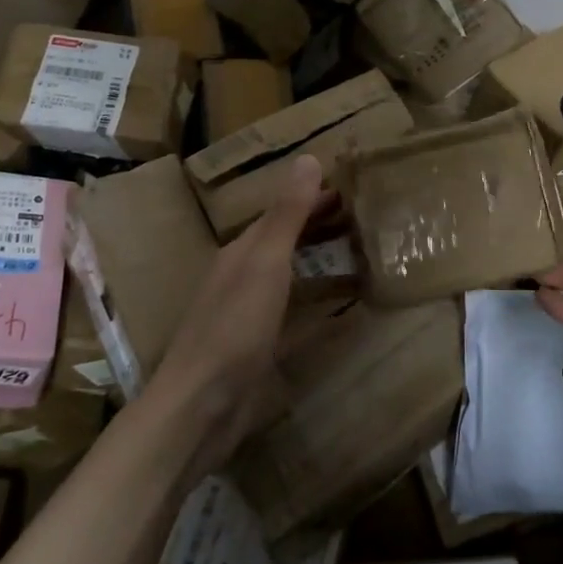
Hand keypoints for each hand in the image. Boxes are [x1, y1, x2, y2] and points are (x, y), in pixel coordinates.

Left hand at [144, 155, 326, 477]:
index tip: (350, 188)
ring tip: (356, 254)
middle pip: (283, 242)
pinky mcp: (258, 348)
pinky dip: (315, 304)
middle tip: (361, 217)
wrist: (201, 405)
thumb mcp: (265, 264)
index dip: (312, 198)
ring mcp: (248, 315)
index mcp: (241, 252)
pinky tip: (337, 312)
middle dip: (317, 226)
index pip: (280, 213)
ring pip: (288, 276)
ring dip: (317, 261)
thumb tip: (308, 158)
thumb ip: (287, 215)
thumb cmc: (234, 327)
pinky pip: (293, 314)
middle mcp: (242, 277)